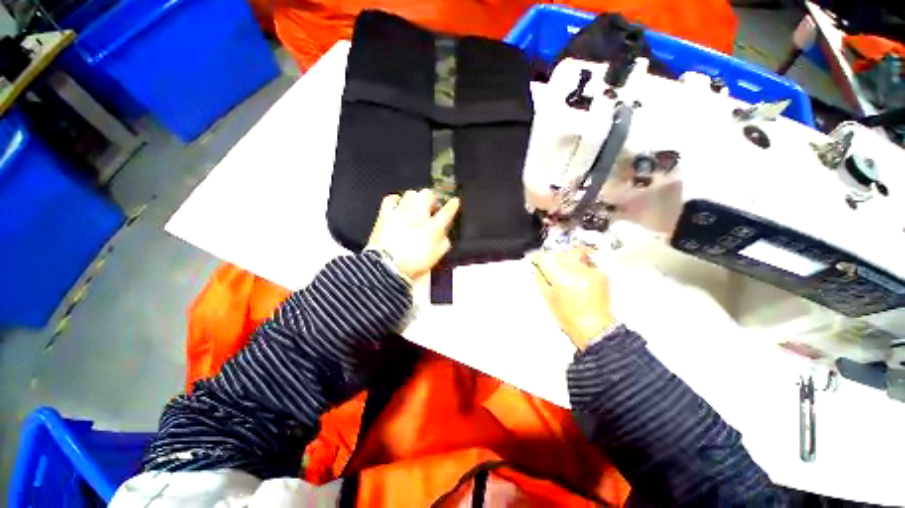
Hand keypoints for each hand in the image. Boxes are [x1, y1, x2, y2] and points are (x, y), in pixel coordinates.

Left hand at [367, 189, 459, 281]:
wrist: (387, 268)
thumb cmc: (415, 263)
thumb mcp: (436, 256)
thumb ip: (444, 242)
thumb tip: (444, 232)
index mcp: (433, 227)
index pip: (447, 211)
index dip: (453, 205)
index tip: (455, 202)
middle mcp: (418, 215)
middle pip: (428, 194)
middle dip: (432, 198)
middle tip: (432, 207)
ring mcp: (400, 212)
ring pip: (411, 194)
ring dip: (416, 198)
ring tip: (415, 206)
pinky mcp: (385, 214)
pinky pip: (391, 199)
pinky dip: (396, 200)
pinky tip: (398, 205)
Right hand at [532, 248, 615, 350]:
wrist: (594, 327)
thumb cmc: (570, 318)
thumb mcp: (547, 298)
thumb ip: (540, 278)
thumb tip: (537, 267)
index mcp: (562, 278)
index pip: (545, 258)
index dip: (537, 258)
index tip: (535, 259)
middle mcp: (578, 271)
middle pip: (559, 254)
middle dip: (551, 258)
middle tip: (548, 267)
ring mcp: (590, 271)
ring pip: (572, 254)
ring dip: (565, 259)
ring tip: (563, 272)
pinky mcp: (600, 273)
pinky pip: (584, 262)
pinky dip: (578, 266)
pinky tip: (576, 277)